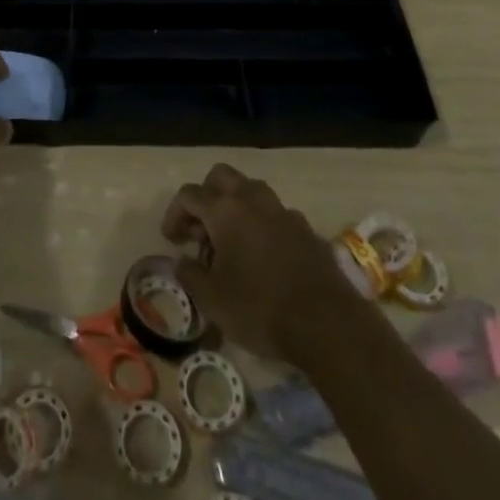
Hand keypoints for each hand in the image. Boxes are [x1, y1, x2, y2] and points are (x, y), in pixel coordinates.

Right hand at [162, 163, 369, 359]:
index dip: (174, 214)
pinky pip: (274, 214)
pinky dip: (261, 224)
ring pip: (250, 190)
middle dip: (205, 196)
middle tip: (200, 229)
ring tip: (231, 242)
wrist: (327, 323)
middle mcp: (252, 198)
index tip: (172, 239)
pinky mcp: (305, 228)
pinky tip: (263, 256)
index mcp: (224, 209)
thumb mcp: (213, 300)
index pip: (189, 195)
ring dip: (235, 206)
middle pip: (220, 176)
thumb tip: (182, 262)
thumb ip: (191, 276)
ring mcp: (282, 210)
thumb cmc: (261, 308)